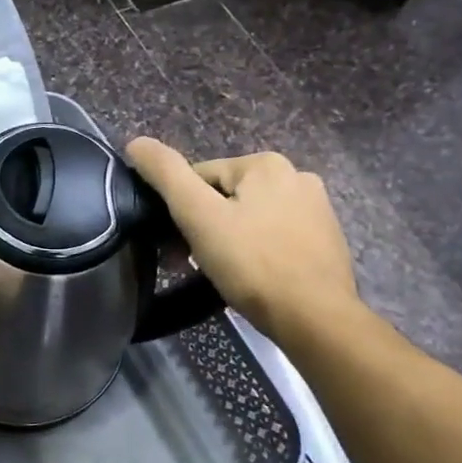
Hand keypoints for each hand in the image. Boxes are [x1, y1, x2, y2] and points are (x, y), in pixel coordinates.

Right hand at [126, 138, 358, 343]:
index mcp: (265, 164)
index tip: (175, 244)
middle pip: (225, 196)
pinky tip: (250, 276)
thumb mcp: (198, 215)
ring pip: (248, 217)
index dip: (179, 210)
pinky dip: (255, 251)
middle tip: (190, 262)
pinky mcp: (325, 239)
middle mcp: (296, 176)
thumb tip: (136, 142)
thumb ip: (166, 174)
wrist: (315, 319)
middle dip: (203, 226)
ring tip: (219, 273)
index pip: (199, 177)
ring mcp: (316, 208)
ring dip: (226, 239)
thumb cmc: (251, 264)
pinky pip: (273, 236)